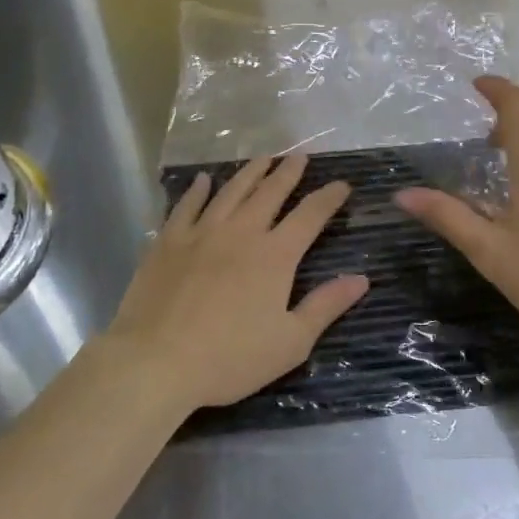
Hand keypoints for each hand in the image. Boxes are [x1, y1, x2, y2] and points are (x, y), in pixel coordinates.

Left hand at [105, 155, 368, 410]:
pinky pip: (186, 206)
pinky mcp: (168, 241)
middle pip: (270, 192)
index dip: (328, 197)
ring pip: (231, 191)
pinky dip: (198, 190)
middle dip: (288, 173)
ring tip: (263, 158)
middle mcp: (241, 232)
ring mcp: (201, 232)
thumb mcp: (290, 342)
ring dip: (250, 172)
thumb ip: (326, 306)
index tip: (342, 184)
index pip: (310, 215)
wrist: (155, 362)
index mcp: (275, 255)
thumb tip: (362, 278)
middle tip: (299, 157)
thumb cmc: (229, 358)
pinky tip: (204, 179)